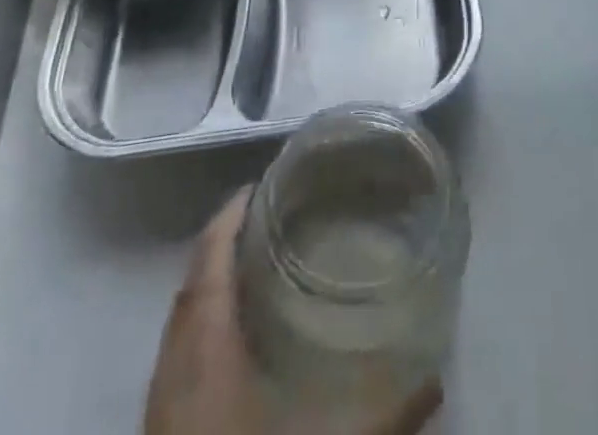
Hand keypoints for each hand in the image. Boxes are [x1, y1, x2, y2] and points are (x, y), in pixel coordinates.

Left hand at [144, 190, 443, 434]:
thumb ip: (385, 417)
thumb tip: (436, 383)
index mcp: (206, 351)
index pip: (210, 260)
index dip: (229, 217)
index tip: (258, 185)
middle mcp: (174, 370)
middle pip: (191, 285)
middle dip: (222, 246)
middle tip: (268, 221)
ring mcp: (161, 409)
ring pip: (179, 325)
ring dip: (209, 289)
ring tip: (255, 271)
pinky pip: (175, 360)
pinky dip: (201, 331)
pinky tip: (235, 347)